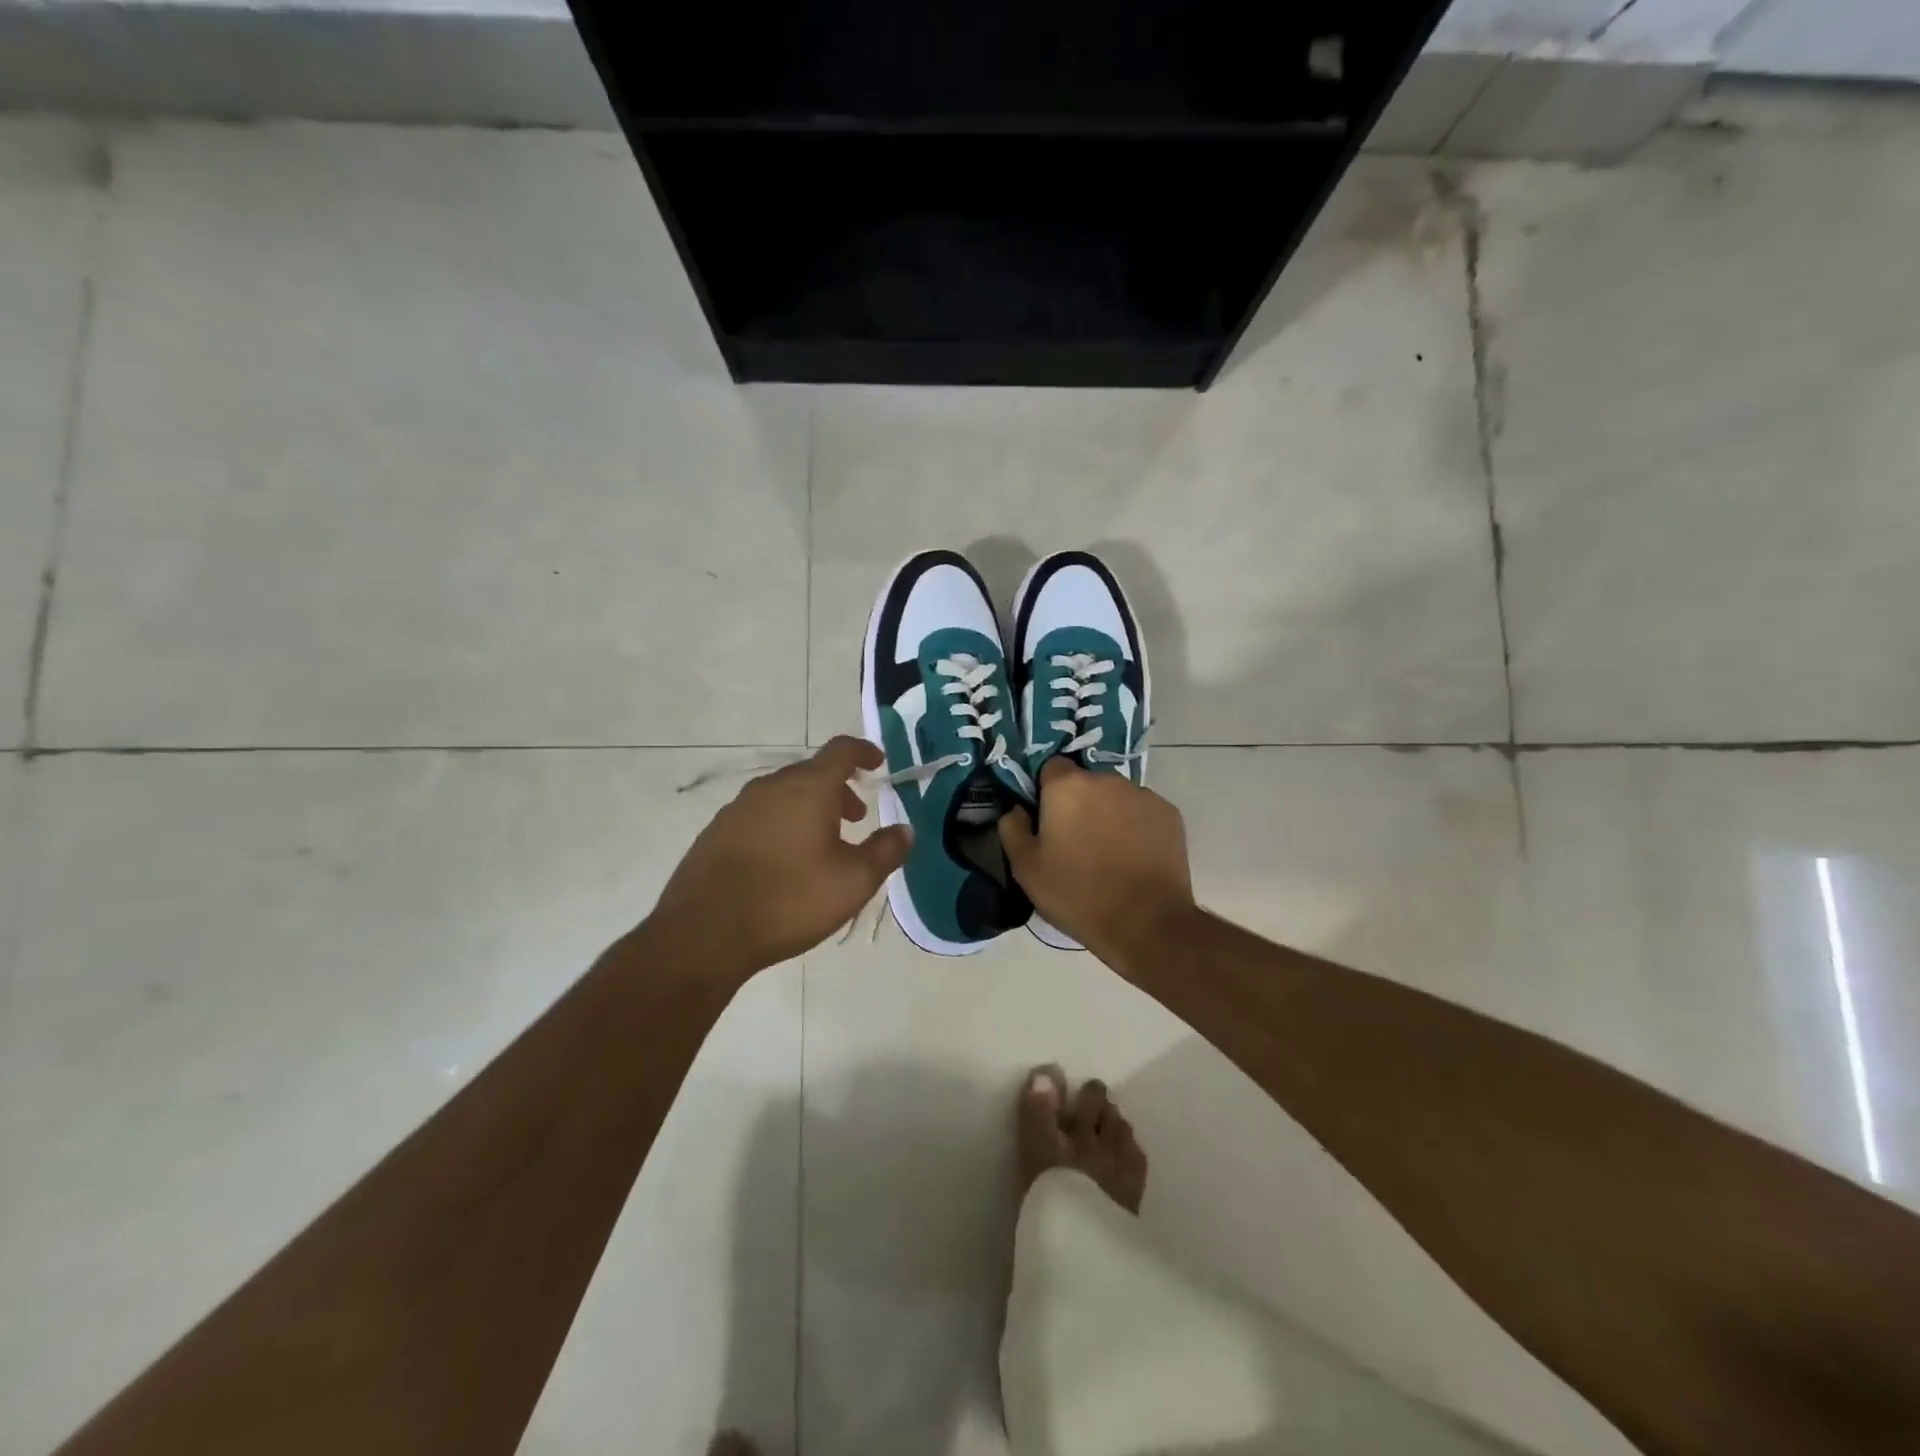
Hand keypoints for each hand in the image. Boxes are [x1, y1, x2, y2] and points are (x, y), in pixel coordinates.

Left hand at [648, 737, 911, 977]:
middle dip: (838, 789)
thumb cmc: (790, 900)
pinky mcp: (716, 833)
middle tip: (856, 817)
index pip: (841, 751)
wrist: (704, 933)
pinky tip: (783, 861)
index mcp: (808, 788)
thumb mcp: (853, 881)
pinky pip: (759, 816)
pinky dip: (781, 824)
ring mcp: (738, 809)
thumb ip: (885, 851)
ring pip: (783, 795)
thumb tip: (905, 830)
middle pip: (811, 773)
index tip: (878, 763)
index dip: (864, 752)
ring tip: (822, 843)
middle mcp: (771, 787)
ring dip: (809, 808)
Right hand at [997, 758, 1197, 964]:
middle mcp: (1107, 779)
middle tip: (1075, 841)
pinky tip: (1133, 858)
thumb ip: (1012, 829)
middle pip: (1085, 782)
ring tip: (1108, 853)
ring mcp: (1142, 794)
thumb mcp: (1026, 868)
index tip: (1046, 820)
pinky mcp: (1169, 814)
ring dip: (1108, 814)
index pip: (1050, 768)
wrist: (1146, 922)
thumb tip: (1016, 810)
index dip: (1045, 791)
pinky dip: (1135, 827)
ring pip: (1115, 796)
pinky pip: (1142, 812)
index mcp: (1068, 786)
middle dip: (1078, 803)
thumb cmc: (1077, 894)